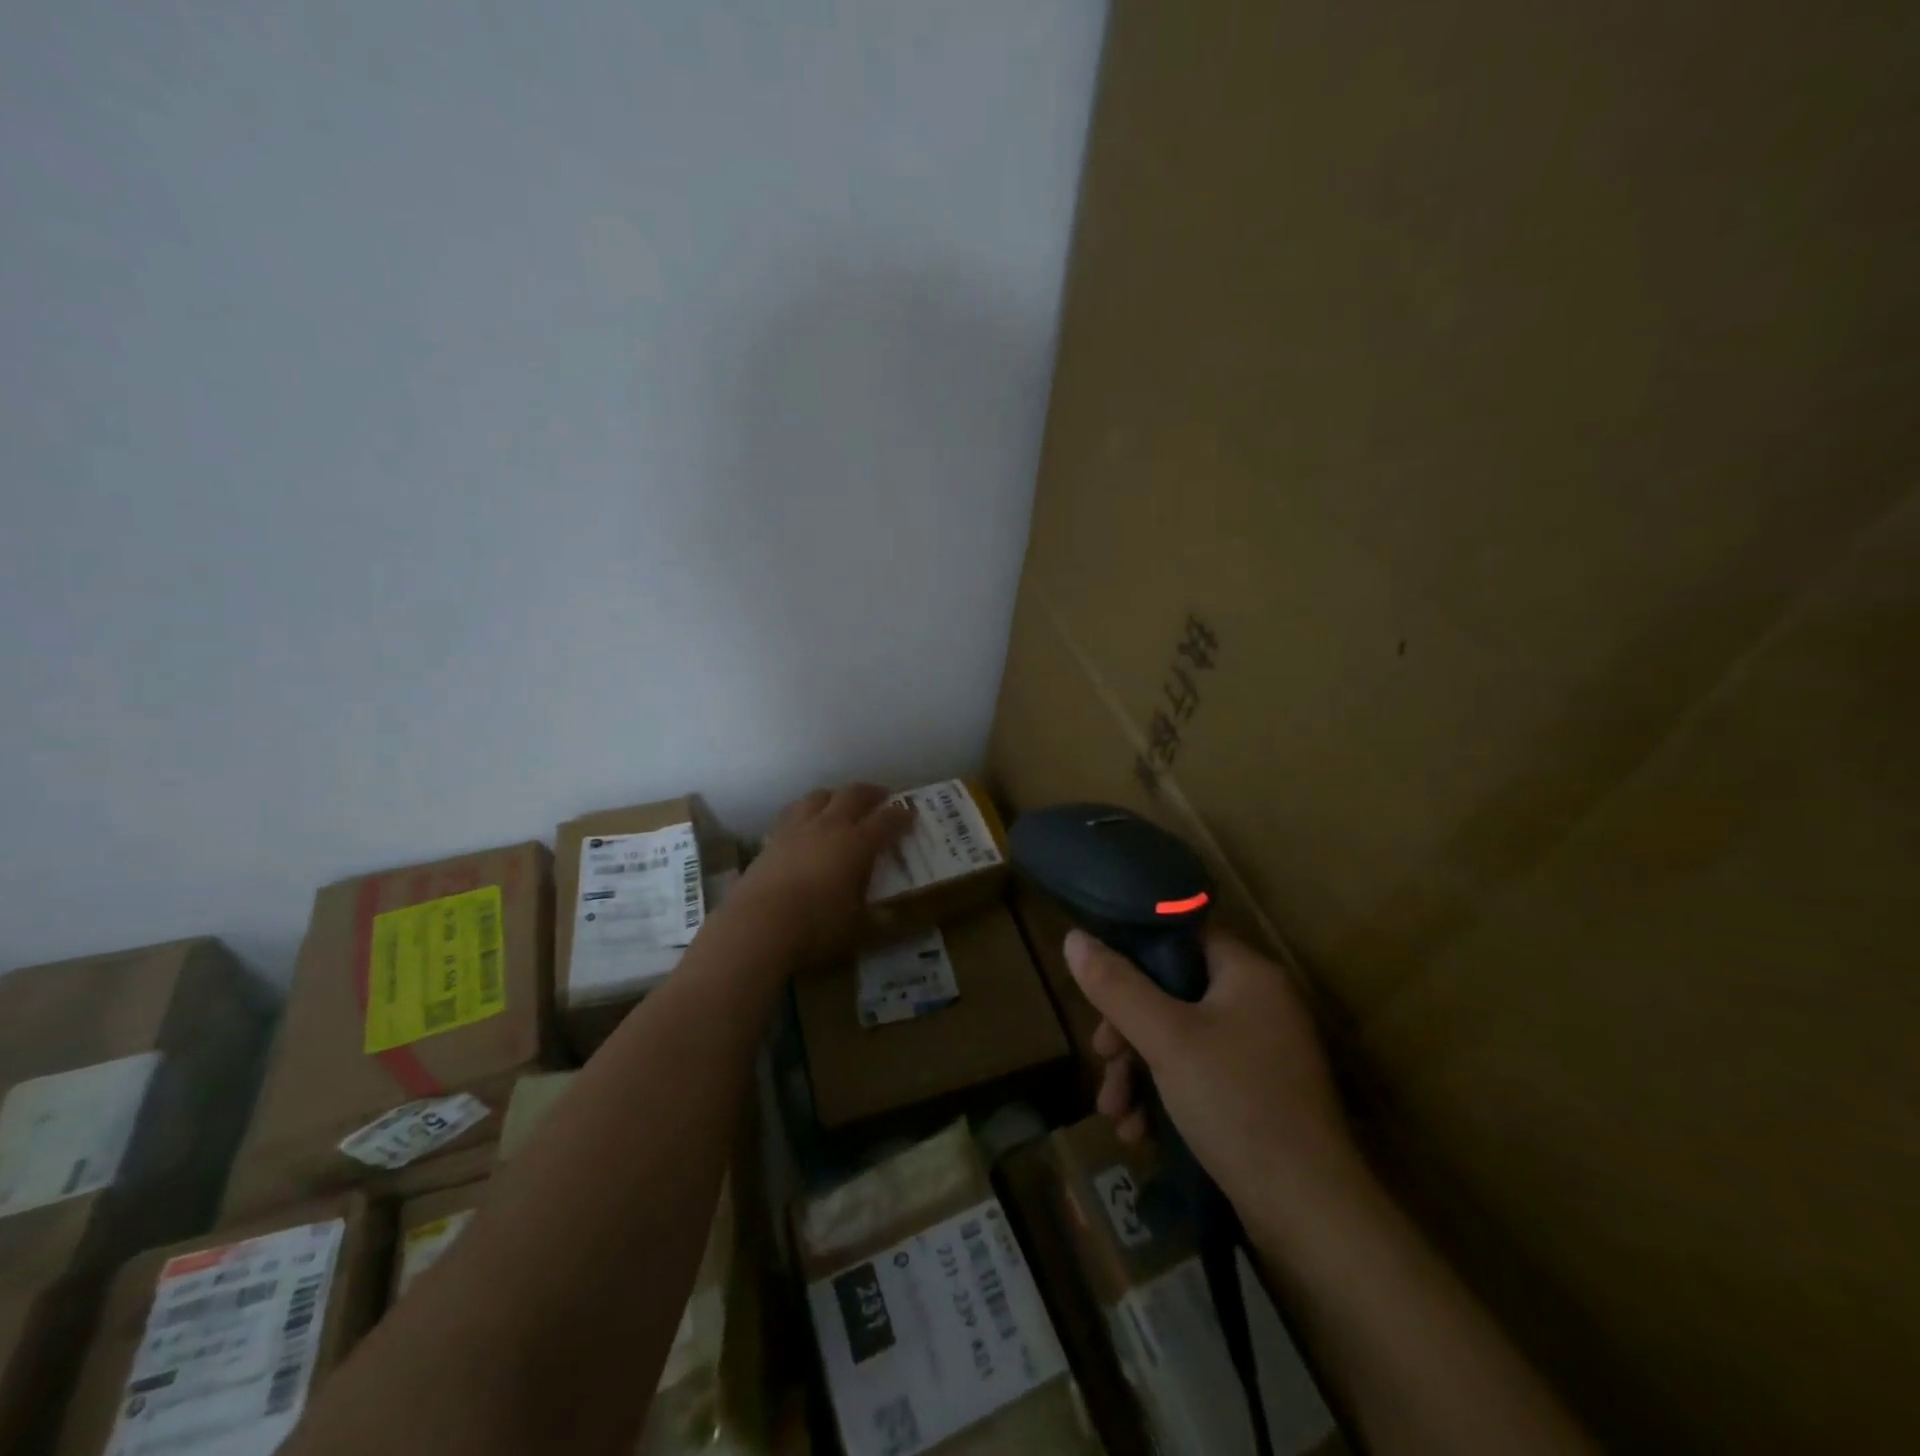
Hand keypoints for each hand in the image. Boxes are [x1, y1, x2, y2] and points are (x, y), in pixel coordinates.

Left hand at [732, 784, 911, 967]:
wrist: (759, 925)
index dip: (901, 816)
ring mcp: (798, 828)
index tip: (911, 814)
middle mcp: (830, 826)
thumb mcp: (858, 929)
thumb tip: (892, 916)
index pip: (886, 820)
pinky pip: (792, 812)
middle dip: (871, 793)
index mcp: (857, 843)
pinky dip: (805, 811)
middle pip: (853, 795)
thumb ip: (877, 919)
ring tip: (840, 802)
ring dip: (835, 795)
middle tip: (882, 796)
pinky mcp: (772, 839)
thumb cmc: (817, 926)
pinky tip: (805, 823)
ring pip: (819, 796)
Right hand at [1065, 925, 1359, 1226]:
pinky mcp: (1255, 1095)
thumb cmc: (1236, 1105)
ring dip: (1137, 1071)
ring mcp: (1259, 1052)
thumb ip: (1117, 986)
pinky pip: (1196, 1075)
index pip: (1182, 936)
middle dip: (1127, 1029)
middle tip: (1102, 1057)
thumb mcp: (1166, 1039)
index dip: (1134, 953)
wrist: (1310, 1216)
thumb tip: (1074, 937)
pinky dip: (1164, 1096)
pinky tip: (1139, 1133)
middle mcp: (1258, 1004)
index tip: (1099, 985)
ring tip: (1113, 1112)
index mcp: (1248, 974)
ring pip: (1178, 1040)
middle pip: (1172, 993)